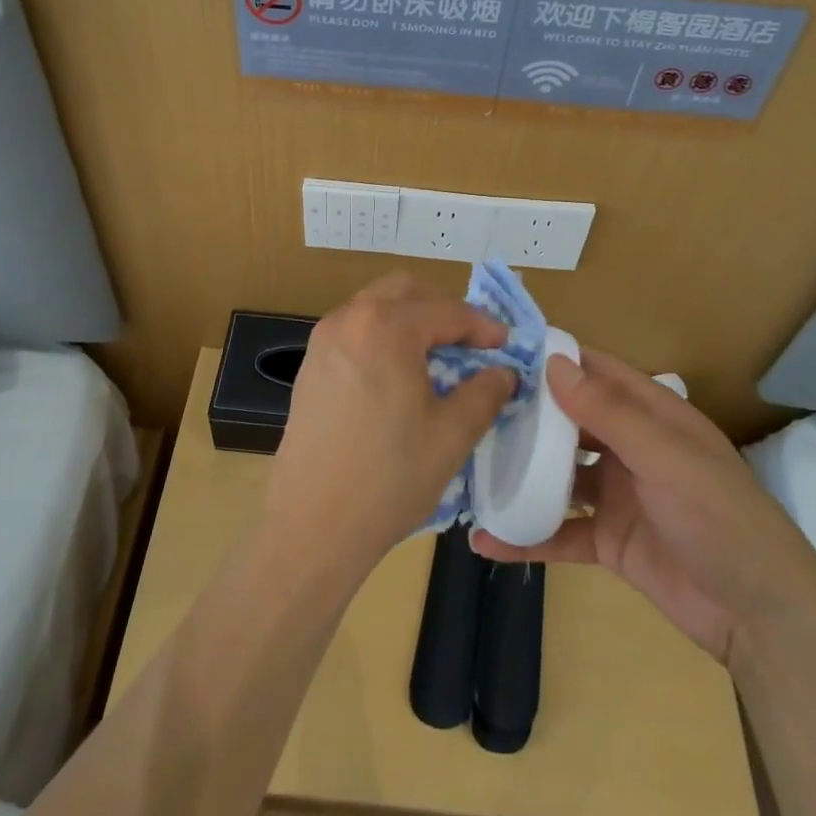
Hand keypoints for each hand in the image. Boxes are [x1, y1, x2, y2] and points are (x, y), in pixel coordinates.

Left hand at [263, 273, 515, 588]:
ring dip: (410, 322)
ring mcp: (323, 340)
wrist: (313, 524)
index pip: (447, 311)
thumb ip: (484, 392)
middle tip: (469, 346)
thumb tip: (503, 372)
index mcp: (386, 326)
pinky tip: (397, 379)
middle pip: (405, 291)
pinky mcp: (310, 365)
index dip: (483, 327)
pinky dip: (382, 339)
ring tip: (435, 362)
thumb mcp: (452, 434)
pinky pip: (354, 332)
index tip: (506, 346)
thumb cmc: (389, 478)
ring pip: (376, 308)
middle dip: (442, 311)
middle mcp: (349, 319)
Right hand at [471, 348, 815, 667]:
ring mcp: (617, 495)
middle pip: (569, 421)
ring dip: (520, 472)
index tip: (499, 350)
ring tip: (468, 464)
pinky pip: (560, 532)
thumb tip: (553, 363)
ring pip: (558, 475)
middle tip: (468, 406)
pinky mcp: (609, 541)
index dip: (553, 359)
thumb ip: (609, 412)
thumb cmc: (720, 518)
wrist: (762, 617)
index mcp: (651, 416)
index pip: (595, 373)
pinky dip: (527, 535)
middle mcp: (630, 448)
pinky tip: (485, 540)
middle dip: (525, 414)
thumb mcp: (665, 457)